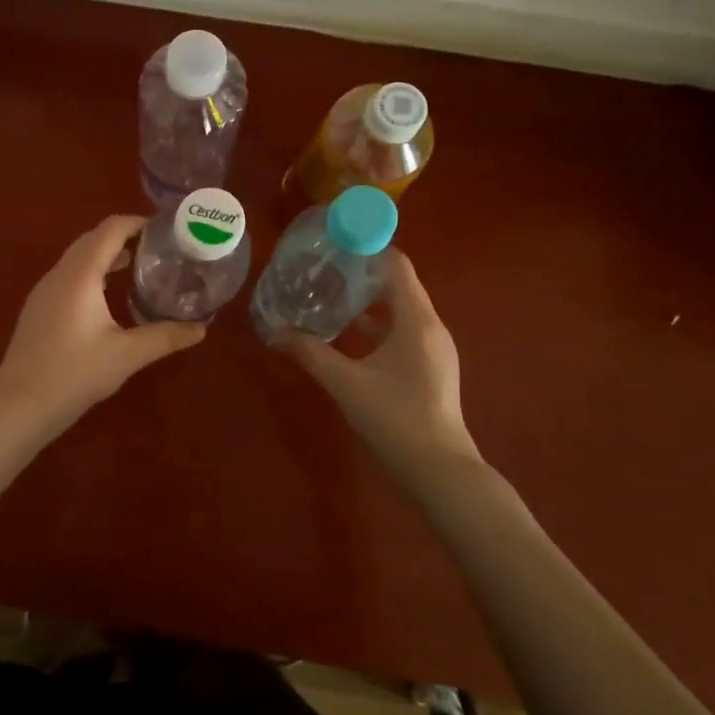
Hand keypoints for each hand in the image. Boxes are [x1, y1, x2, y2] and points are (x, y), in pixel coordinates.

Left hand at [0, 215, 205, 447]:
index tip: (166, 230)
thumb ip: (165, 337)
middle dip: (125, 236)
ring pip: (78, 257)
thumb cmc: (74, 374)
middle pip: (93, 238)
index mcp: (80, 275)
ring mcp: (44, 291)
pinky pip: (69, 275)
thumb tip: (201, 329)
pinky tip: (108, 296)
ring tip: (139, 267)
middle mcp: (59, 274)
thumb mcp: (127, 355)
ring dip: (107, 254)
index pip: (110, 230)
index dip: (138, 222)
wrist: (19, 405)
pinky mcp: (39, 308)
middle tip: (158, 248)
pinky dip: (93, 272)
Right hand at [272, 251, 477, 476]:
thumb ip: (310, 353)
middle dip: (361, 273)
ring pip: (399, 309)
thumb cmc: (395, 419)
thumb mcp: (346, 383)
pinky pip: (402, 330)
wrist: (440, 472)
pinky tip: (347, 333)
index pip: (396, 265)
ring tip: (329, 293)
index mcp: (416, 320)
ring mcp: (433, 348)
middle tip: (322, 266)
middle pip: (397, 284)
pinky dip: (376, 324)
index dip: (368, 248)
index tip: (335, 241)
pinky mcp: (429, 366)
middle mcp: (429, 326)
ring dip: (367, 300)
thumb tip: (274, 332)